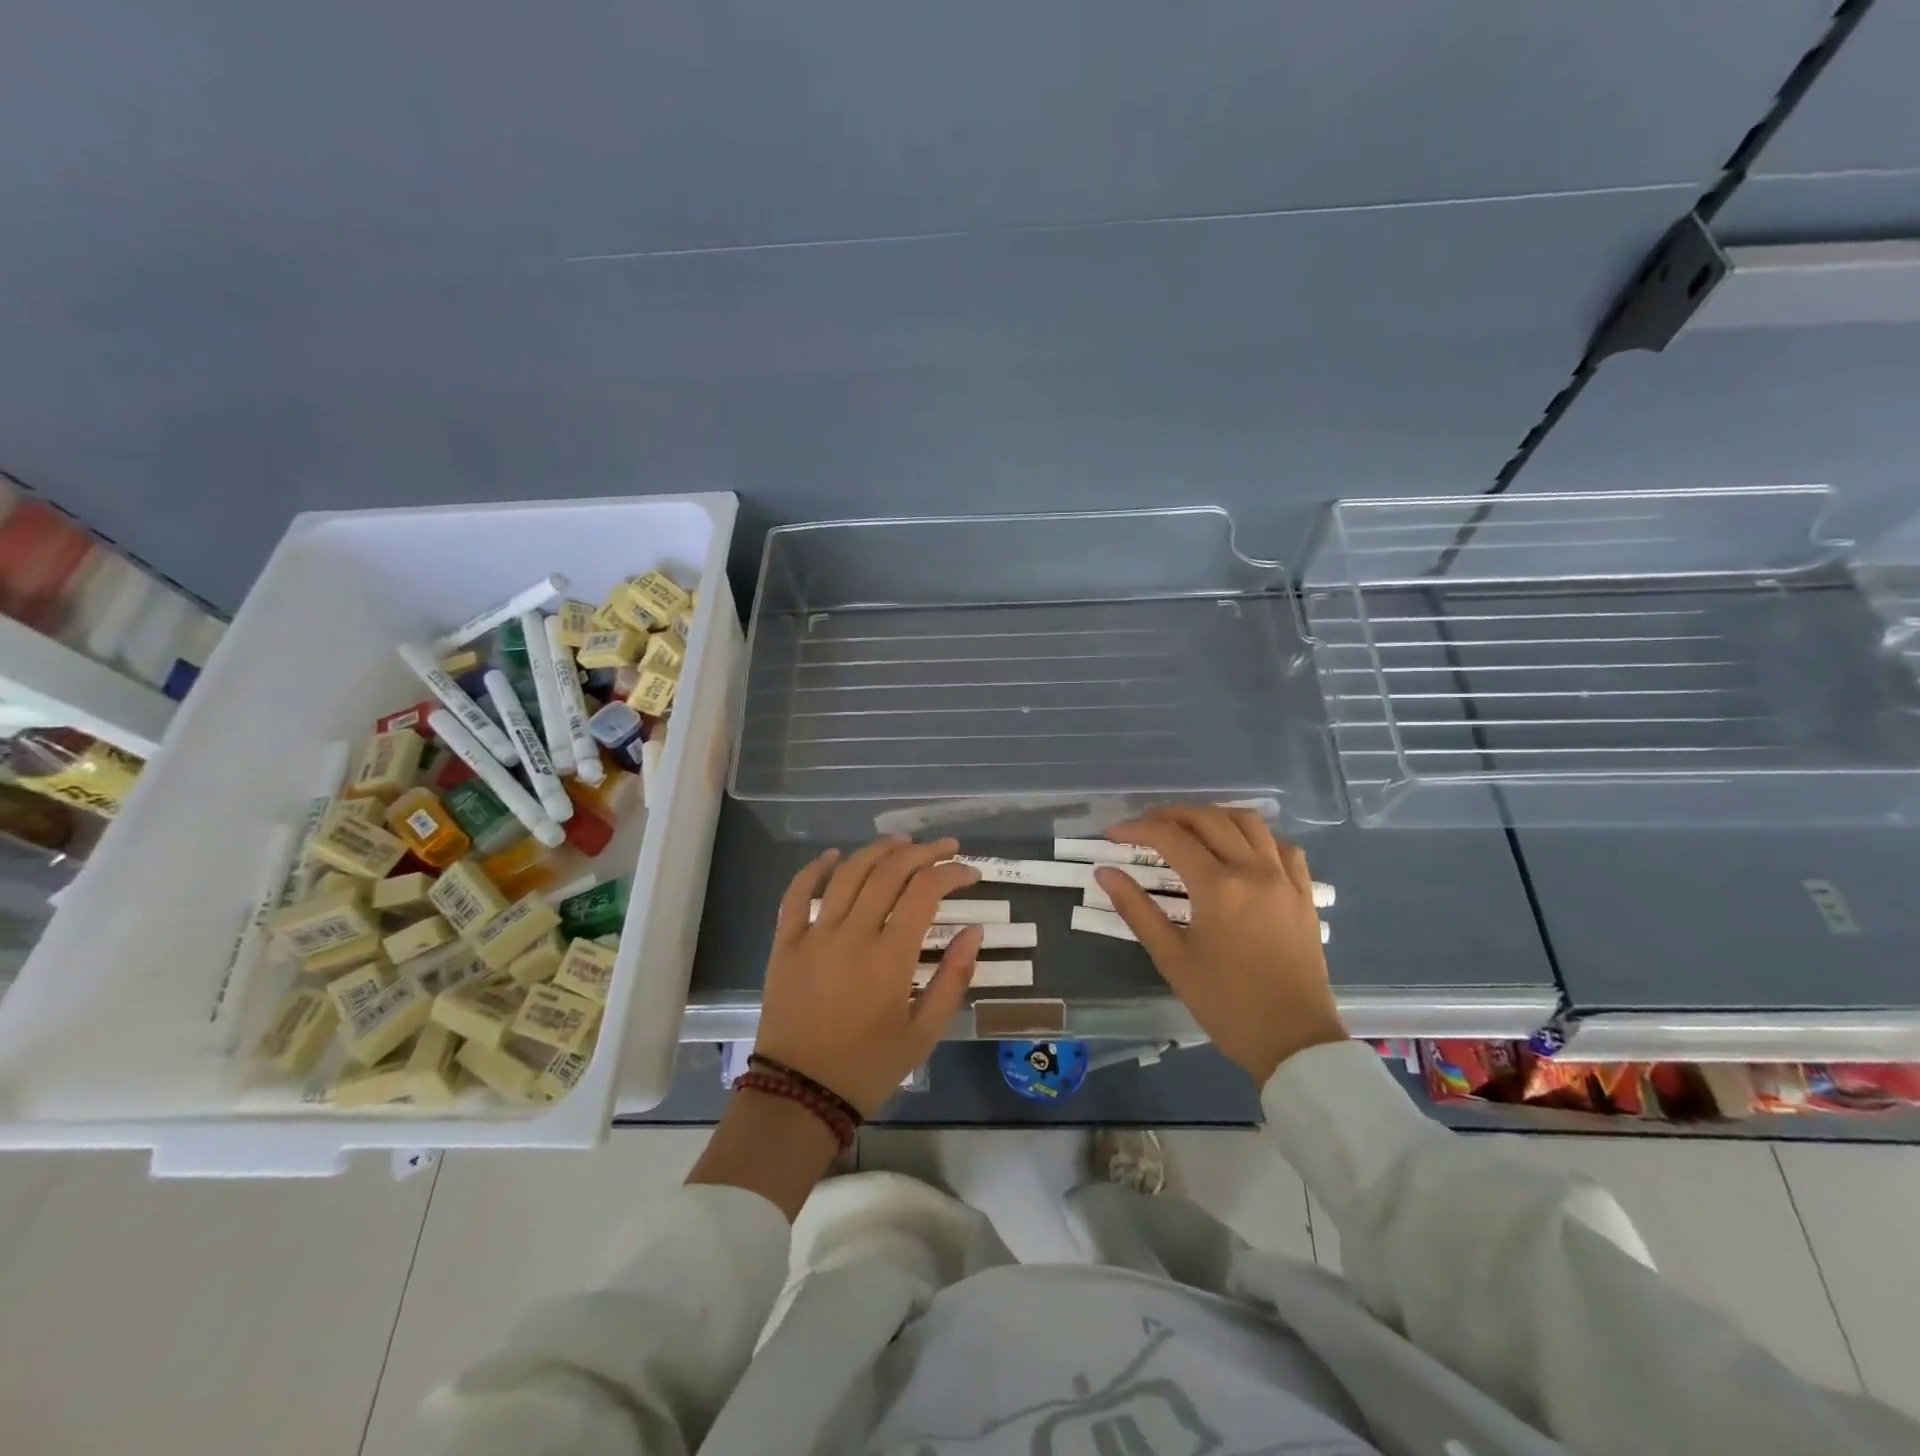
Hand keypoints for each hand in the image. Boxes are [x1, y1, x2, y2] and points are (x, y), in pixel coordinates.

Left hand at [754, 836, 982, 1115]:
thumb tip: (974, 931)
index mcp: (889, 957)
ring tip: (901, 842)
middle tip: (944, 847)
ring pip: (848, 874)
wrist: (799, 1095)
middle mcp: (852, 934)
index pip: (925, 892)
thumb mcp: (924, 1033)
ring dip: (877, 851)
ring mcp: (814, 935)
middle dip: (922, 852)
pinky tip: (833, 855)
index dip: (951, 872)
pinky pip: (796, 895)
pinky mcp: (786, 943)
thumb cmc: (868, 1067)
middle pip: (889, 872)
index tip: (970, 872)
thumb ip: (953, 978)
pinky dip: (815, 869)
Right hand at [1095, 807, 1345, 1084]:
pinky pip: (1282, 846)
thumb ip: (1136, 910)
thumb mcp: (1172, 959)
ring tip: (1190, 829)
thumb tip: (1105, 873)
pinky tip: (1241, 850)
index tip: (1112, 833)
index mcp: (1218, 887)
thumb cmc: (1226, 1003)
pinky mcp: (1304, 893)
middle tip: (1144, 828)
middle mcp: (1253, 870)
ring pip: (1249, 822)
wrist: (1293, 1040)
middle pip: (1209, 819)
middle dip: (1171, 815)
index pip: (1170, 838)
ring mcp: (1284, 879)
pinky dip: (1256, 836)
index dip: (1136, 828)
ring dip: (1214, 816)